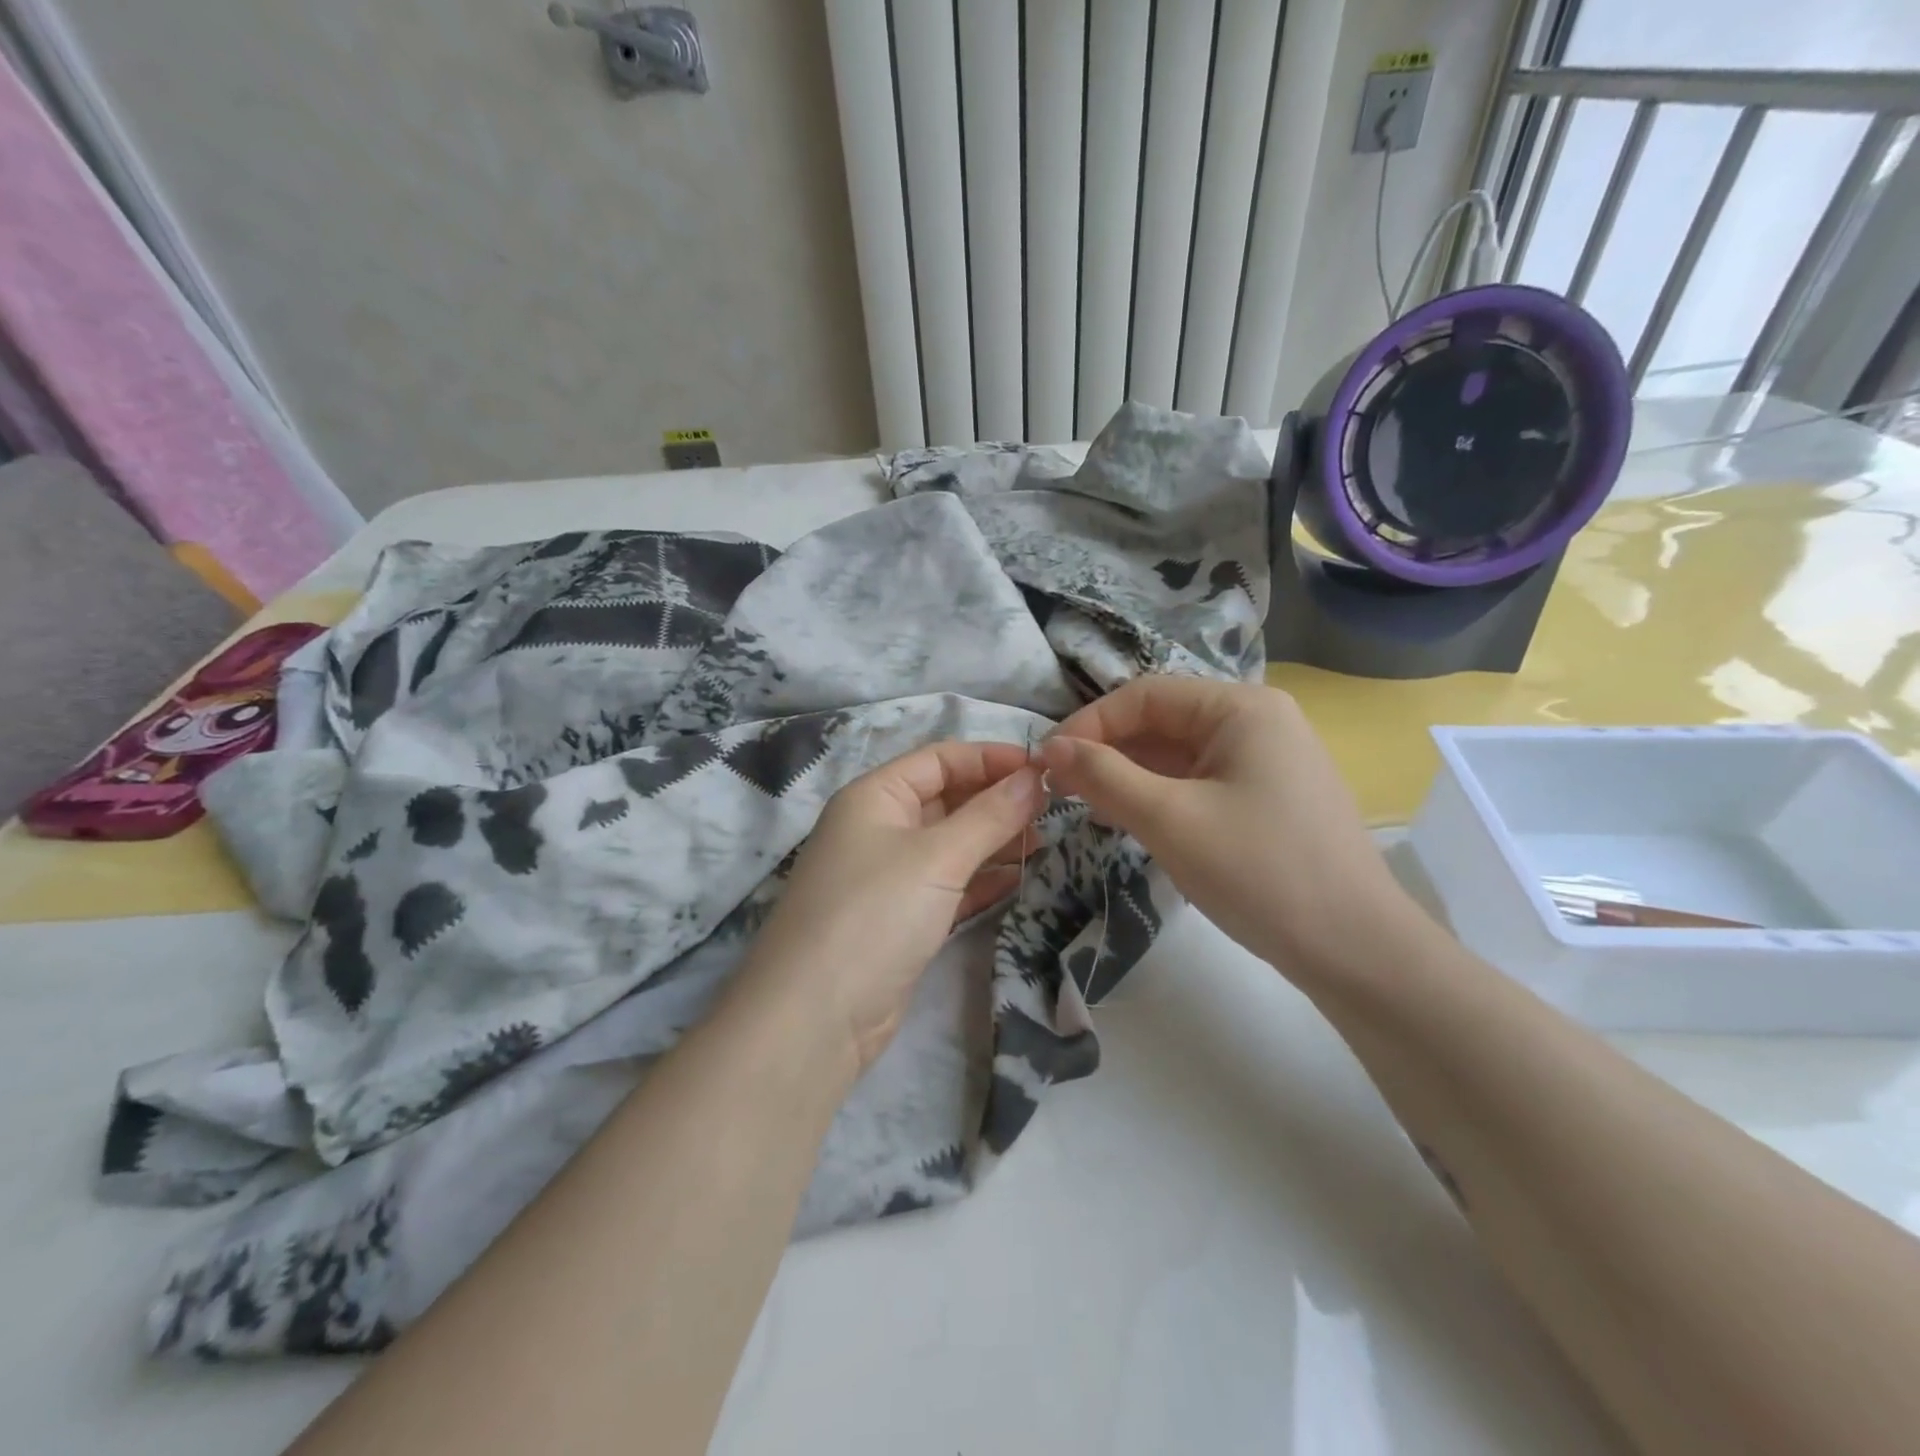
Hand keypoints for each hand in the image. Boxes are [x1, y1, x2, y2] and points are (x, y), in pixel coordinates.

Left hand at [735, 741, 1044, 1072]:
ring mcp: (889, 876)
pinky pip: (950, 885)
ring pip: (951, 844)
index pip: (940, 759)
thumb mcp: (937, 857)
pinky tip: (1021, 877)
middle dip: (998, 800)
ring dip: (996, 840)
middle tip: (1055, 808)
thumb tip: (1037, 778)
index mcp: (875, 796)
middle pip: (947, 799)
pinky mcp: (901, 918)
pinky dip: (983, 880)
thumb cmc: (875, 914)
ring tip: (1047, 841)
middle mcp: (879, 828)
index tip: (1046, 769)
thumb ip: (990, 816)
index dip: (991, 759)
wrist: (816, 1017)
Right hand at [1038, 677, 1424, 980]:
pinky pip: (1200, 781)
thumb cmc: (1260, 872)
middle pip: (1163, 721)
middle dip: (1108, 751)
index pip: (1145, 695)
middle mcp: (1258, 721)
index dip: (1089, 724)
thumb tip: (1050, 747)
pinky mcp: (1269, 797)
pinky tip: (1132, 819)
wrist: (1357, 951)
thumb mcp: (1170, 820)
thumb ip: (1104, 776)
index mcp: (1241, 708)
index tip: (1047, 763)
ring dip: (1130, 775)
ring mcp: (1268, 761)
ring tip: (1088, 806)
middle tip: (1060, 789)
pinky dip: (1161, 795)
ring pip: (1179, 754)